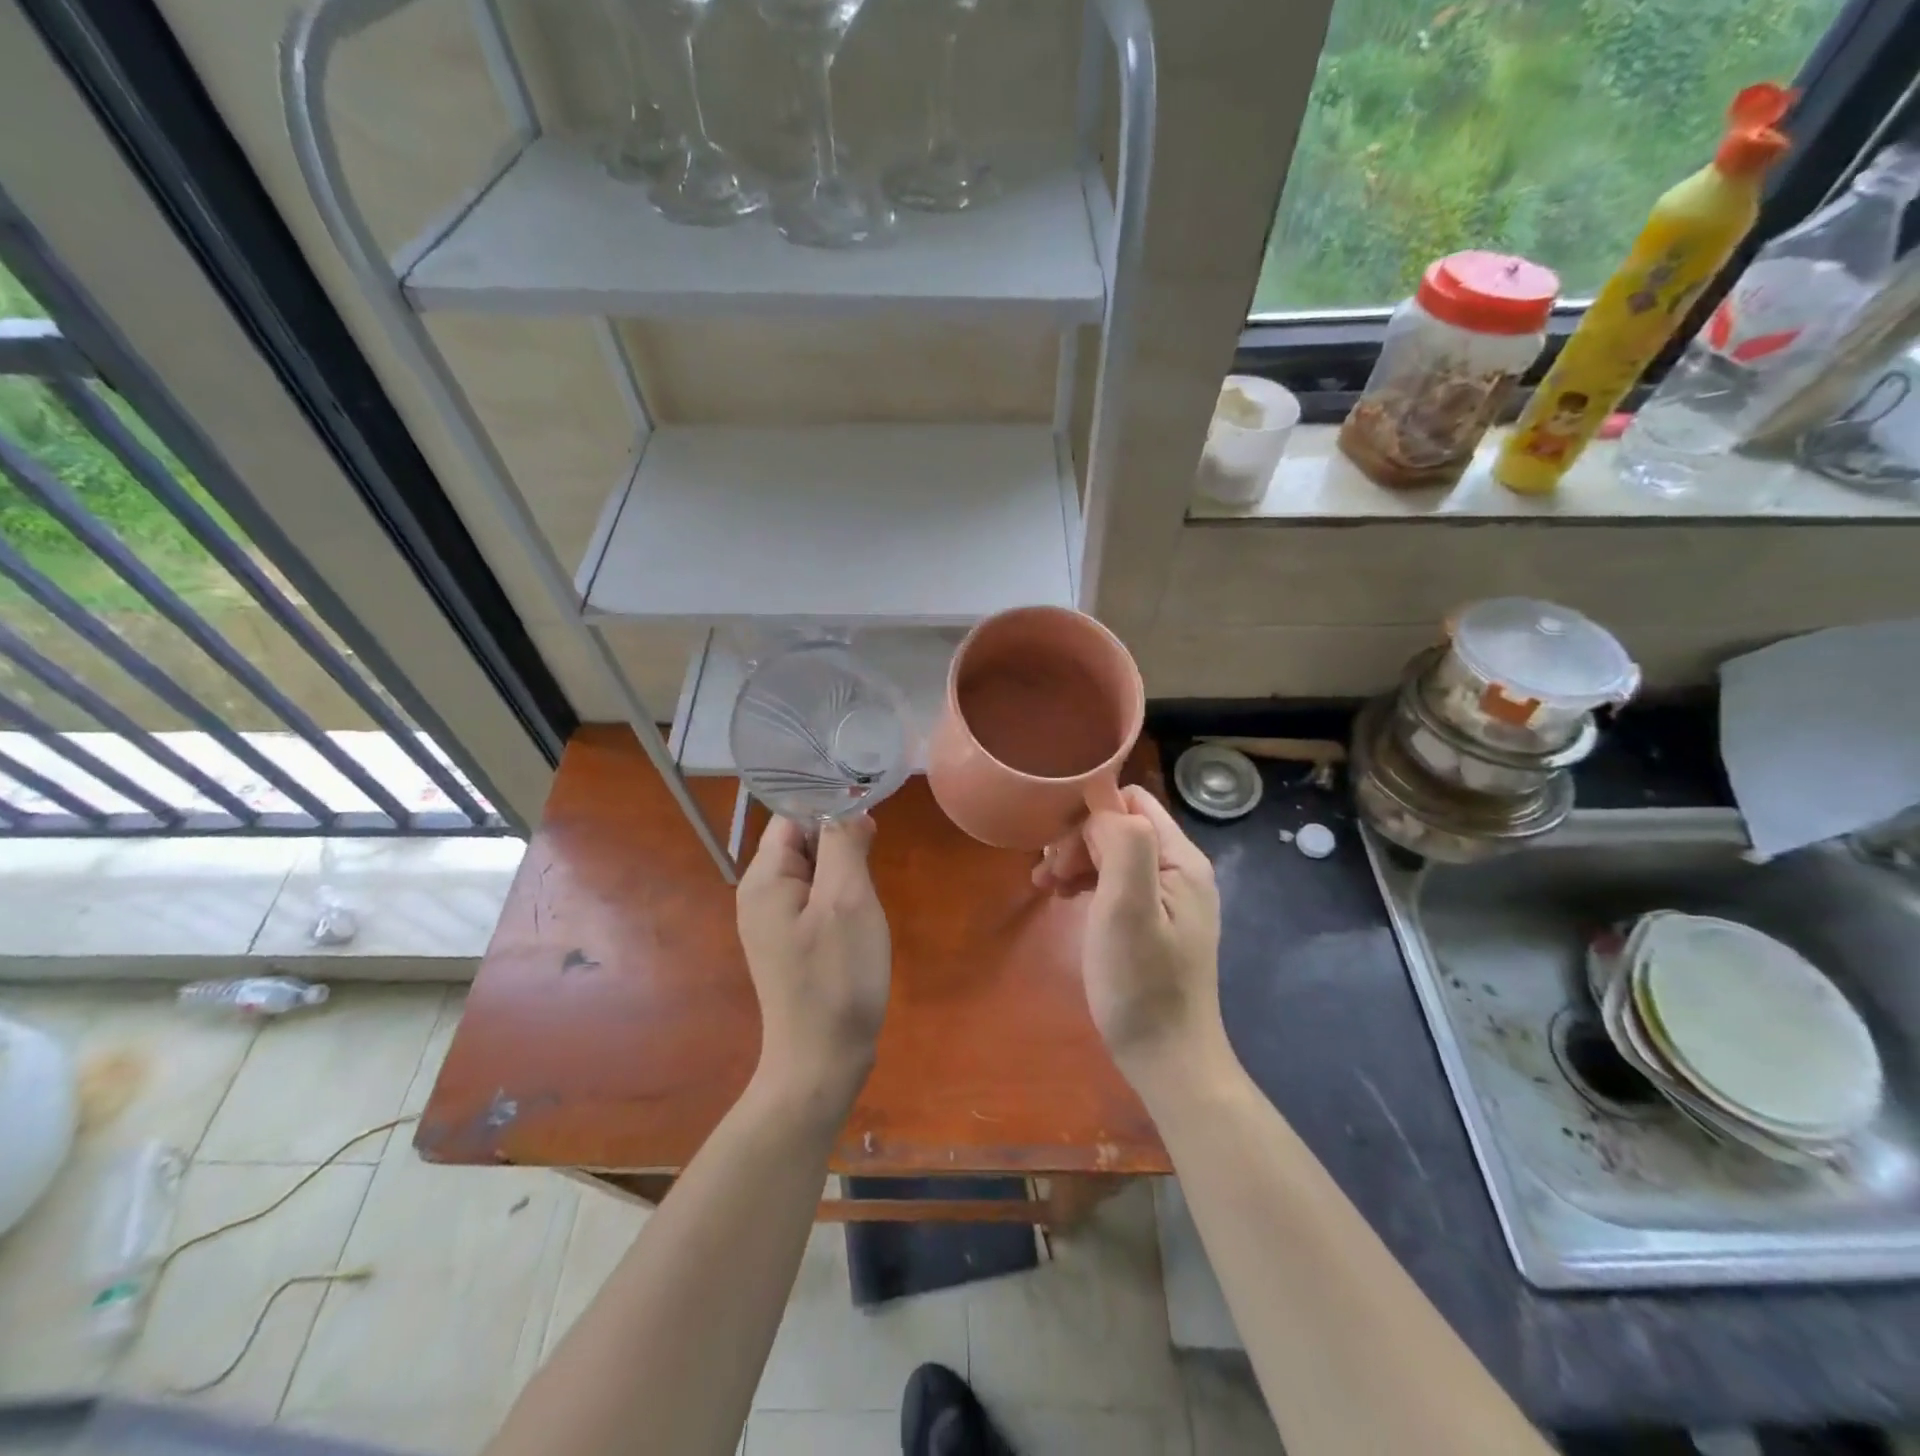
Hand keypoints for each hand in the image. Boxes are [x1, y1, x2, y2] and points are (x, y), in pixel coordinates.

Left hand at [736, 815, 890, 1109]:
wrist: (822, 1061)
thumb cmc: (836, 976)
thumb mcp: (847, 901)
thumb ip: (844, 845)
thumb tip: (850, 808)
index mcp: (764, 879)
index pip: (792, 816)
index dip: (829, 806)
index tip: (869, 810)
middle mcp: (760, 895)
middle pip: (799, 841)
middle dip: (838, 838)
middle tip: (875, 851)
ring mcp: (773, 922)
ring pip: (811, 870)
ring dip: (842, 867)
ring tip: (869, 883)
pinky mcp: (790, 943)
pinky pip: (814, 899)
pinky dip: (838, 894)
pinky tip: (859, 911)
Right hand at [1076, 787, 1228, 1089]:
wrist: (1169, 1061)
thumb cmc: (1143, 986)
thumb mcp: (1128, 909)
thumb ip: (1123, 844)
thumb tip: (1101, 802)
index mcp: (1180, 859)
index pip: (1131, 802)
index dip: (1089, 815)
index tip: (1058, 850)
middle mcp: (1180, 870)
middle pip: (1121, 827)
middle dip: (1079, 842)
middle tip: (1047, 876)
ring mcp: (1169, 898)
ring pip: (1114, 854)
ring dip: (1078, 861)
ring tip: (1047, 888)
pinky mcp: (1155, 922)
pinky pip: (1117, 882)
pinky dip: (1088, 883)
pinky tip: (1066, 900)